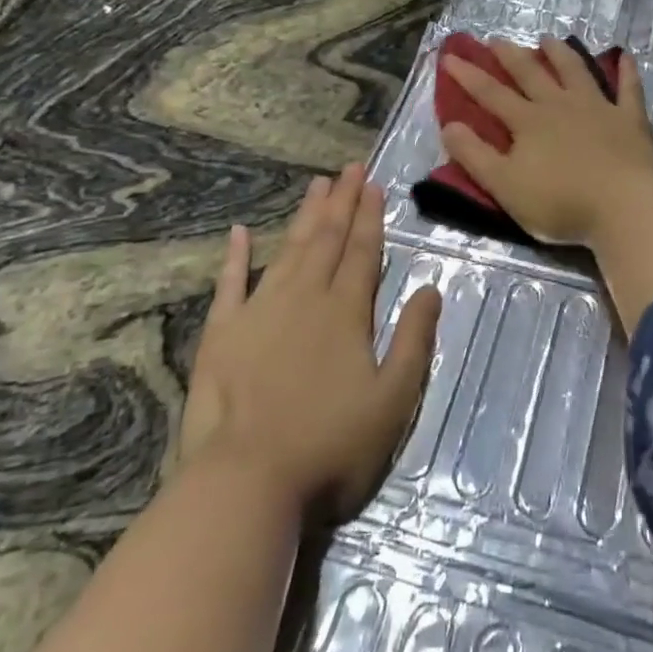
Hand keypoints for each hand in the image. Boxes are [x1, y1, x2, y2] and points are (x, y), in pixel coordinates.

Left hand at [180, 165, 441, 524]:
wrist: (246, 483)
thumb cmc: (330, 446)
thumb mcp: (393, 400)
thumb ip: (414, 340)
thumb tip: (431, 288)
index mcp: (346, 313)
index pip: (363, 252)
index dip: (371, 217)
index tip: (374, 184)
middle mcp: (304, 299)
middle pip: (327, 240)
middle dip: (342, 202)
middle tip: (350, 168)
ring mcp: (259, 312)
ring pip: (287, 250)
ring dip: (304, 216)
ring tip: (316, 185)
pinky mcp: (221, 334)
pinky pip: (229, 284)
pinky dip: (235, 256)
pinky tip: (239, 232)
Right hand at [439, 36, 652, 247]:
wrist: (622, 206)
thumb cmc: (559, 202)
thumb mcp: (504, 185)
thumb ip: (475, 155)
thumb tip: (449, 125)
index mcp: (528, 122)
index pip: (491, 94)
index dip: (468, 76)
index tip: (450, 57)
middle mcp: (560, 105)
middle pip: (531, 74)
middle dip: (510, 56)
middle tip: (495, 39)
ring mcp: (598, 108)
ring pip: (575, 71)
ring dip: (560, 53)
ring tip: (547, 39)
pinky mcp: (629, 119)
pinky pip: (629, 89)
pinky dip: (627, 72)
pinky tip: (625, 56)